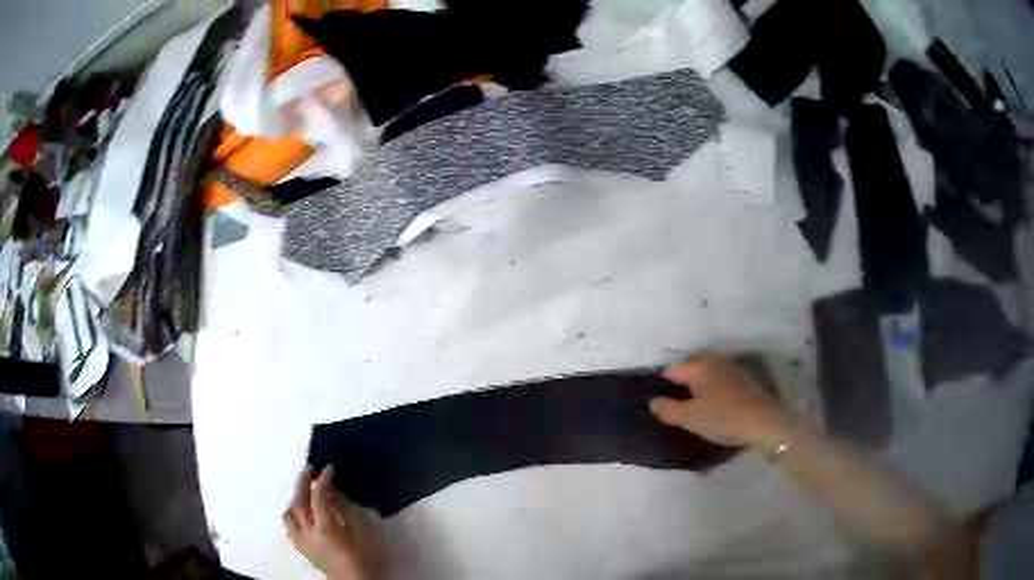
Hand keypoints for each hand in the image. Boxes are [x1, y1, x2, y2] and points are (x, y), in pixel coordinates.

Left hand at [284, 466, 386, 579]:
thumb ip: (346, 509)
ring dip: (295, 496)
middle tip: (310, 469)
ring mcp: (302, 540)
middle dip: (303, 482)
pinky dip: (292, 513)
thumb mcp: (363, 531)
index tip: (329, 468)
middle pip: (299, 501)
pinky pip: (290, 525)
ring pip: (291, 512)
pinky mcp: (302, 547)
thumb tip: (333, 490)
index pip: (318, 496)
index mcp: (325, 528)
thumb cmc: (366, 558)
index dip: (323, 480)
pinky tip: (299, 509)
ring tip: (304, 487)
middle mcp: (308, 532)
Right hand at [650, 354, 790, 452]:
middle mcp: (714, 359)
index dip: (661, 385)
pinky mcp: (744, 376)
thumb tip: (653, 401)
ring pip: (706, 372)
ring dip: (698, 385)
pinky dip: (713, 388)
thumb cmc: (723, 418)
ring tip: (694, 405)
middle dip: (681, 382)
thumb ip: (668, 409)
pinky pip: (720, 379)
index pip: (670, 369)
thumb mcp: (690, 418)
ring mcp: (731, 366)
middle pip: (689, 367)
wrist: (764, 422)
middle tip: (674, 405)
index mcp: (698, 365)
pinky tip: (714, 404)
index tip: (659, 402)